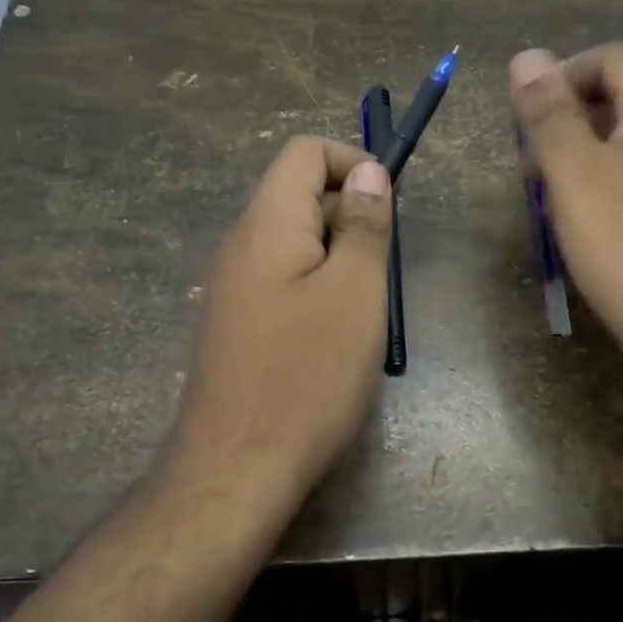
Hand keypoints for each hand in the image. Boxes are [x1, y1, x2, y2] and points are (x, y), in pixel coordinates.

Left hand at [167, 136, 393, 509]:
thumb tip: (367, 172)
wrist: (235, 469)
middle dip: (350, 214)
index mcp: (266, 223)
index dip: (352, 161)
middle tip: (384, 267)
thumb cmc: (307, 375)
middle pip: (298, 194)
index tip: (390, 203)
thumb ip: (363, 225)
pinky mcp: (235, 324)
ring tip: (365, 306)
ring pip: (294, 242)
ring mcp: (232, 287)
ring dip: (337, 256)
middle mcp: (240, 244)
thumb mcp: (355, 292)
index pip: (304, 152)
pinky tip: (335, 335)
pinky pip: (281, 280)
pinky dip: (316, 287)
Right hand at [510, 44, 622, 402]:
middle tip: (531, 169)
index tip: (526, 119)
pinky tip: (584, 234)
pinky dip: (603, 197)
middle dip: (565, 124)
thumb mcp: (576, 174)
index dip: (562, 75)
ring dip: (579, 164)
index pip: (612, 58)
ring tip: (549, 205)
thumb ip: (549, 114)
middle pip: (620, 102)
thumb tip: (527, 55)